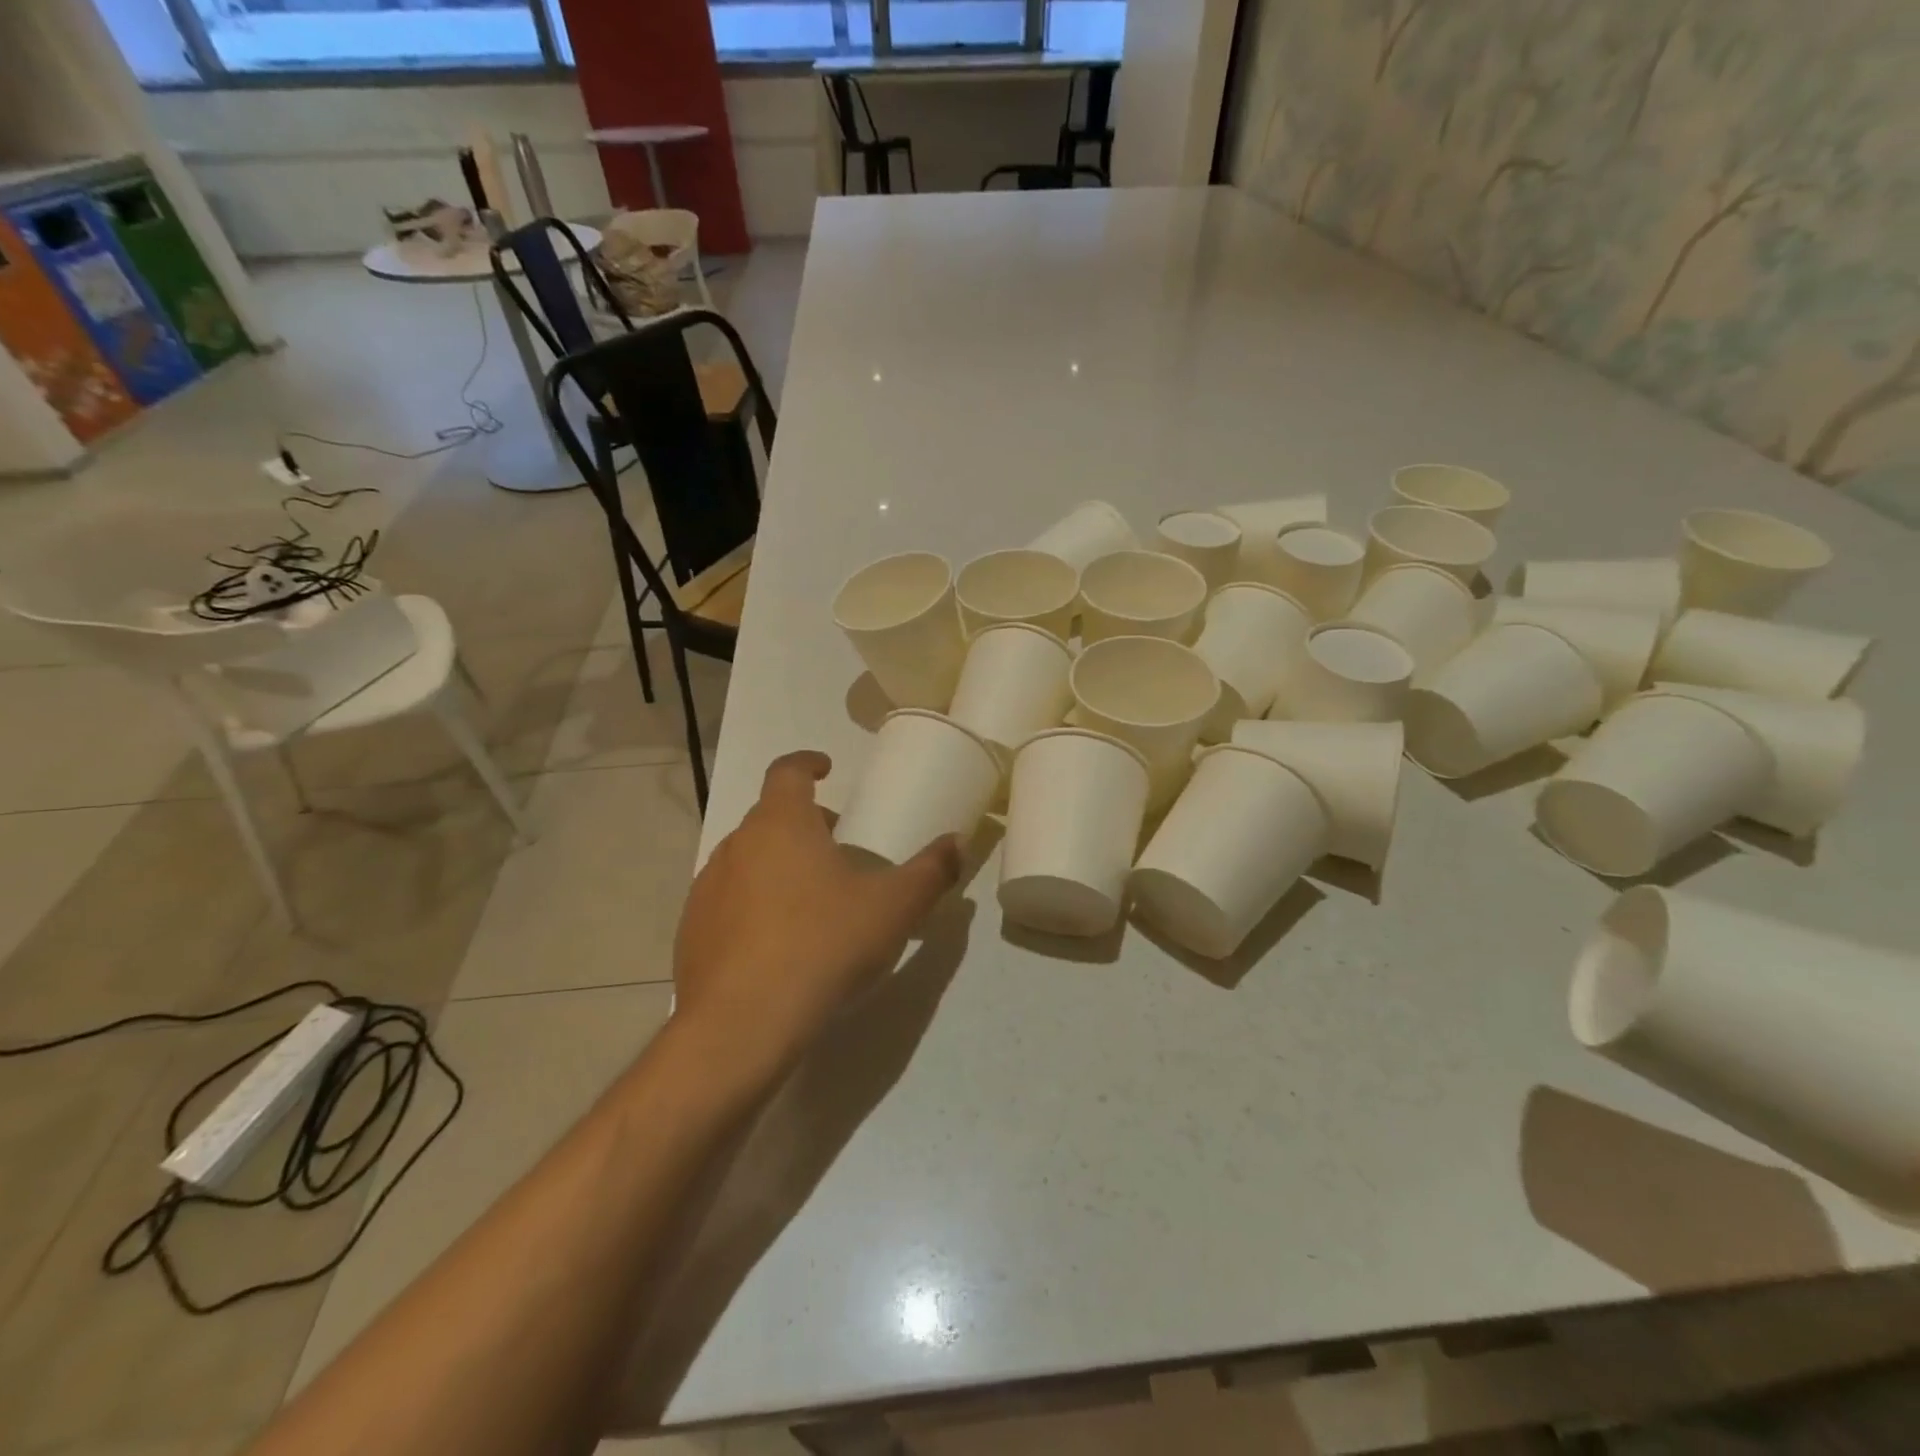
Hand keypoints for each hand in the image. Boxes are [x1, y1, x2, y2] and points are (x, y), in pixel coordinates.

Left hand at [671, 750, 961, 1076]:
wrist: (741, 1027)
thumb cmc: (823, 946)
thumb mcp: (893, 909)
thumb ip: (931, 872)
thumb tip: (957, 843)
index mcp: (780, 824)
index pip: (787, 771)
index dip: (807, 763)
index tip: (827, 768)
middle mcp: (735, 845)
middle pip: (771, 817)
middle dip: (805, 824)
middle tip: (839, 849)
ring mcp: (707, 889)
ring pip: (749, 860)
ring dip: (779, 865)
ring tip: (813, 900)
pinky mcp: (691, 932)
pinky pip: (730, 901)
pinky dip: (755, 905)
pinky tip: (780, 945)